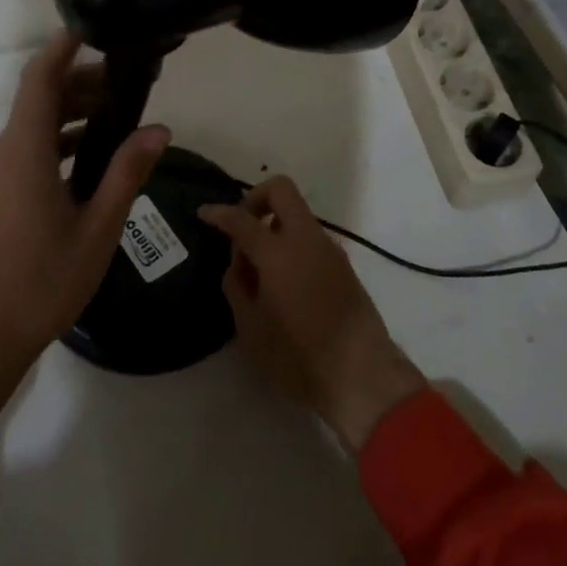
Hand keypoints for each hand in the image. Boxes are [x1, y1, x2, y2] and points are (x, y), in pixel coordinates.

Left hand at [0, 34, 169, 442]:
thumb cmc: (42, 280)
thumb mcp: (98, 226)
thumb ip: (127, 172)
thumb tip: (159, 128)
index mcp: (25, 149)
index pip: (41, 77)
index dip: (66, 46)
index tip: (99, 26)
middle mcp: (7, 151)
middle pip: (43, 96)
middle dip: (85, 79)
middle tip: (135, 79)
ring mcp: (1, 172)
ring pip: (39, 122)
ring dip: (77, 109)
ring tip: (126, 111)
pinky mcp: (3, 192)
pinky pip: (35, 147)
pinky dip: (66, 137)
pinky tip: (100, 153)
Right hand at [199, 177, 424, 452]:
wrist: (362, 374)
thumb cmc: (298, 356)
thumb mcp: (251, 327)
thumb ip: (237, 286)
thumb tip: (240, 264)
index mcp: (279, 252)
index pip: (242, 219)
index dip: (220, 213)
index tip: (204, 213)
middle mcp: (307, 239)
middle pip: (281, 190)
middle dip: (255, 199)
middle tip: (241, 228)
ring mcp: (330, 249)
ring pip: (298, 215)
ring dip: (275, 226)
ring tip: (259, 269)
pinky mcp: (344, 265)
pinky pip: (310, 239)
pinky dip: (291, 244)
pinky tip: (282, 281)